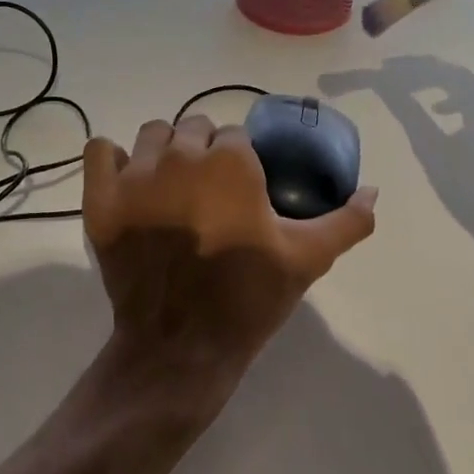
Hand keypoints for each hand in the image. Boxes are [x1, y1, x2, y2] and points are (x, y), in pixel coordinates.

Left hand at [81, 116, 376, 414]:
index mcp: (230, 162)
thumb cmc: (247, 297)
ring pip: (152, 135)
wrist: (180, 345)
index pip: (235, 136)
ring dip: (164, 152)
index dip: (241, 163)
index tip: (242, 193)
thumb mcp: (307, 258)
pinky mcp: (100, 199)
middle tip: (209, 195)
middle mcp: (180, 156)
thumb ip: (346, 220)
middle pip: (194, 128)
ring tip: (172, 189)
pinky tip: (128, 183)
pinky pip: (100, 151)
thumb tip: (373, 191)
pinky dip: (112, 160)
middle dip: (204, 153)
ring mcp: (134, 176)